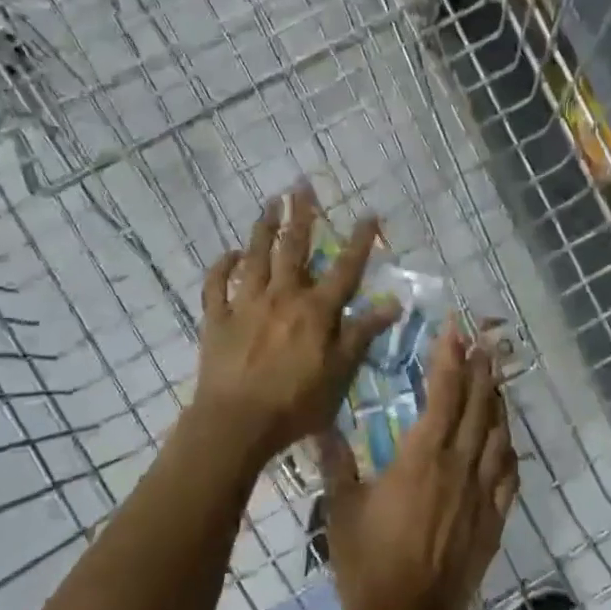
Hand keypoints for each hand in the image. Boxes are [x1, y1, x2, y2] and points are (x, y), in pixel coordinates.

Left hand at [193, 187, 398, 471]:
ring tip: (269, 203)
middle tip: (301, 185)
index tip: (369, 214)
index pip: (344, 269)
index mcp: (316, 311)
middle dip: (301, 216)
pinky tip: (229, 254)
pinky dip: (222, 267)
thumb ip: (363, 334)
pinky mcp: (217, 320)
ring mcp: (246, 305)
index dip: (359, 241)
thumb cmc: (296, 402)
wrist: (236, 423)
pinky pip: (217, 286)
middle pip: (293, 249)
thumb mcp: (341, 372)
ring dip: (262, 229)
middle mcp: (282, 297)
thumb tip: (393, 302)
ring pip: (255, 258)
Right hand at [318, 324, 519, 609]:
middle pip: (478, 405)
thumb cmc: (367, 564)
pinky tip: (505, 441)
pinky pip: (509, 475)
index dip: (450, 356)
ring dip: (497, 402)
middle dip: (480, 369)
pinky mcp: (494, 520)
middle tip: (483, 342)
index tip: (454, 329)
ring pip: (498, 434)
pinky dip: (508, 450)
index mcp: (424, 455)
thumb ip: (336, 462)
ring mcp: (482, 493)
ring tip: (495, 379)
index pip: (444, 391)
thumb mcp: (342, 508)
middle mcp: (460, 465)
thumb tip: (322, 427)